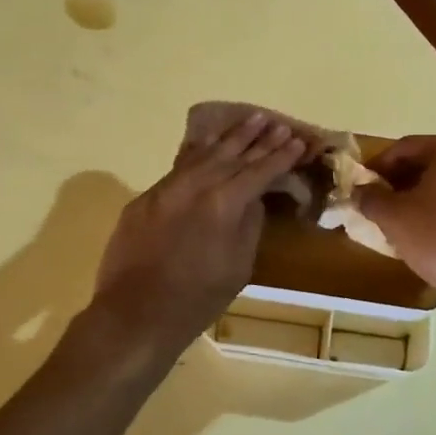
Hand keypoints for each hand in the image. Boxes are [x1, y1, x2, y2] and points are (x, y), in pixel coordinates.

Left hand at [90, 112, 306, 356]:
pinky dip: (197, 152)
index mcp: (224, 203)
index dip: (281, 157)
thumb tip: (252, 199)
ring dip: (229, 137)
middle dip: (258, 139)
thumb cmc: (197, 299)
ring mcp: (166, 188)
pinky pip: (177, 167)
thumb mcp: (239, 267)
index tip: (299, 142)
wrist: (136, 314)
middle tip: (277, 124)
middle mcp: (195, 185)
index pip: (259, 171)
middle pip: (232, 155)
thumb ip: (249, 225)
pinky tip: (207, 143)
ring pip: (202, 154)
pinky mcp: (145, 198)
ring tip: (250, 120)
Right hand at [356, 135, 435, 314]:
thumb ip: (371, 200)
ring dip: (428, 203)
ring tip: (410, 232)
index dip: (377, 167)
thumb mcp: (396, 219)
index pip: (405, 147)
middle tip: (382, 212)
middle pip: (432, 165)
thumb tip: (360, 192)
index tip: (361, 190)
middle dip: (403, 186)